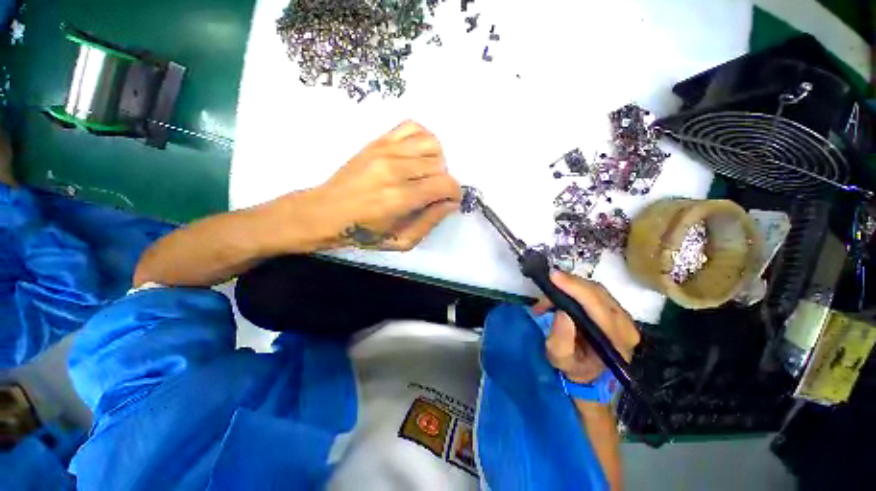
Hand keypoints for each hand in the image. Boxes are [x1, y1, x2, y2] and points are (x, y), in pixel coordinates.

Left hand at [312, 120, 461, 250]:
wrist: (325, 212)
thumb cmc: (364, 232)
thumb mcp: (401, 241)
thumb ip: (430, 223)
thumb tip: (450, 203)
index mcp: (401, 198)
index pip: (445, 184)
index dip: (454, 194)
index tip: (448, 201)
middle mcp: (395, 169)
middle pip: (440, 165)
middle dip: (443, 181)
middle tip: (431, 193)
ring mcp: (385, 150)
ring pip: (431, 143)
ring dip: (435, 161)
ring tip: (424, 174)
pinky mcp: (378, 141)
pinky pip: (412, 126)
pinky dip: (422, 139)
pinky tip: (416, 155)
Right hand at [533, 272, 639, 383]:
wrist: (588, 372)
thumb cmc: (574, 367)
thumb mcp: (560, 359)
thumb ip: (561, 340)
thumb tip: (562, 313)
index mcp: (615, 341)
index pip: (599, 307)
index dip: (576, 289)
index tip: (554, 277)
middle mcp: (626, 327)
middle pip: (599, 293)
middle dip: (570, 284)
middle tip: (548, 281)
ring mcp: (623, 317)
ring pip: (597, 289)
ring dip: (570, 286)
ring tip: (549, 295)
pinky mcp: (616, 311)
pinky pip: (595, 291)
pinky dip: (575, 288)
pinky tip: (560, 294)